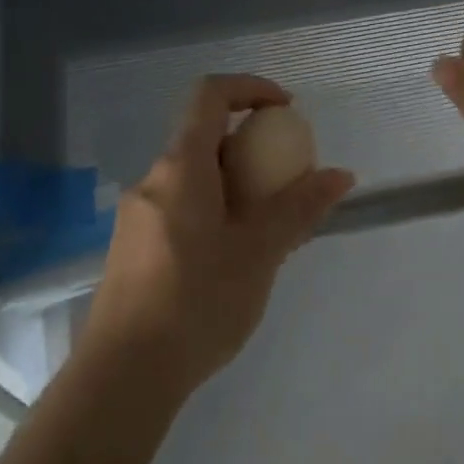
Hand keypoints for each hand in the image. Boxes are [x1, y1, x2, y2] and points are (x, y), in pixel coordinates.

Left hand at [82, 74, 354, 395]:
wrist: (123, 375)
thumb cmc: (197, 302)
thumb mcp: (259, 253)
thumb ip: (300, 208)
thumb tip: (340, 174)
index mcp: (180, 167)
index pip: (209, 94)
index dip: (250, 88)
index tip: (286, 110)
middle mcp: (152, 180)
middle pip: (202, 138)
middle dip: (250, 148)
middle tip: (286, 184)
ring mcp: (137, 215)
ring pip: (193, 178)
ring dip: (234, 186)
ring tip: (267, 231)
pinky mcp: (132, 248)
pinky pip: (180, 208)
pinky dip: (214, 211)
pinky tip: (233, 260)